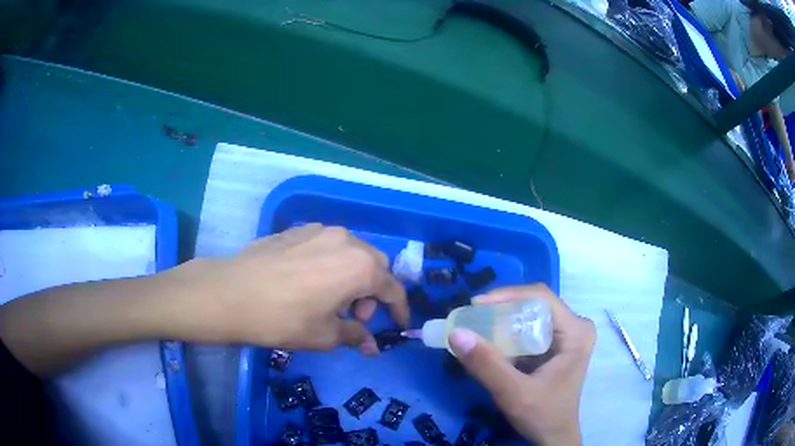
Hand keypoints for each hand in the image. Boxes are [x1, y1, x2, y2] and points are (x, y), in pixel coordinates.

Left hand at [167, 224, 408, 353]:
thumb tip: (371, 346)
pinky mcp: (297, 229)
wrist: (230, 293)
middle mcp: (345, 240)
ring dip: (352, 276)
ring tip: (331, 299)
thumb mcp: (324, 335)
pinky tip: (310, 282)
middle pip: (374, 265)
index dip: (399, 308)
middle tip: (355, 315)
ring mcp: (319, 230)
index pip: (392, 288)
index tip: (398, 323)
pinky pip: (327, 245)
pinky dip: (332, 264)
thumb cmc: (283, 319)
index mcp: (359, 266)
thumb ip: (354, 336)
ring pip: (351, 252)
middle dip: (373, 291)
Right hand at [447, 284, 594, 445]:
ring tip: (475, 327)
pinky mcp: (556, 346)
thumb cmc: (542, 415)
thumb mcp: (514, 393)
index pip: (541, 298)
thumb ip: (487, 365)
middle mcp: (575, 327)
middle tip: (471, 317)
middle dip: (501, 309)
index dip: (507, 296)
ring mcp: (567, 336)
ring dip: (502, 320)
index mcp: (576, 331)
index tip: (475, 305)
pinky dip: (507, 334)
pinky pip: (529, 329)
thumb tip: (456, 333)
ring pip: (530, 316)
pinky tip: (490, 342)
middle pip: (535, 304)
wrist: (554, 437)